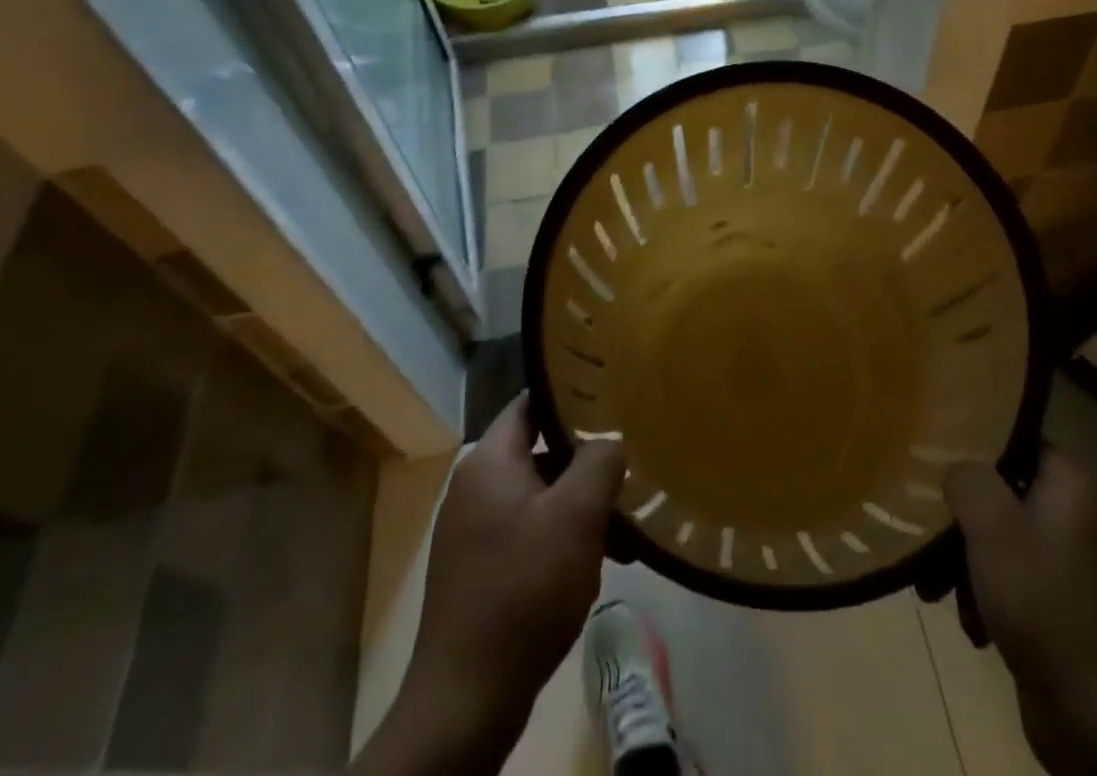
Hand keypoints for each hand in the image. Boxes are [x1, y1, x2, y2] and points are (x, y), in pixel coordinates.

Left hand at [357, 395, 623, 775]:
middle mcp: (475, 488)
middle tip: (629, 464)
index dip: (571, 394)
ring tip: (624, 524)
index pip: (531, 402)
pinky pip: (531, 532)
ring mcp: (474, 532)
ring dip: (581, 505)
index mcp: (489, 463)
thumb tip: (610, 439)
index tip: (613, 396)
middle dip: (586, 460)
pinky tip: (599, 562)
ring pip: (541, 496)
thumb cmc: (524, 590)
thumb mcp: (576, 516)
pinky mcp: (481, 570)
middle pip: (541, 451)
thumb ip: (600, 460)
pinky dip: (564, 537)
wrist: (466, 701)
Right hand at [945, 451, 1096, 775]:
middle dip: (960, 513)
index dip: (975, 439)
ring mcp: (1067, 563)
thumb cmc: (1042, 604)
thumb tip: (956, 468)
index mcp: (1069, 484)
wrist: (1096, 721)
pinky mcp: (1056, 605)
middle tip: (928, 528)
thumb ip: (967, 478)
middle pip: (1000, 489)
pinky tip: (969, 622)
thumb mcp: (993, 526)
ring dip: (963, 560)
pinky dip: (983, 594)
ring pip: (998, 536)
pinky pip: (1008, 578)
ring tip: (936, 587)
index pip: (1015, 437)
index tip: (934, 448)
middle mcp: (1073, 515)